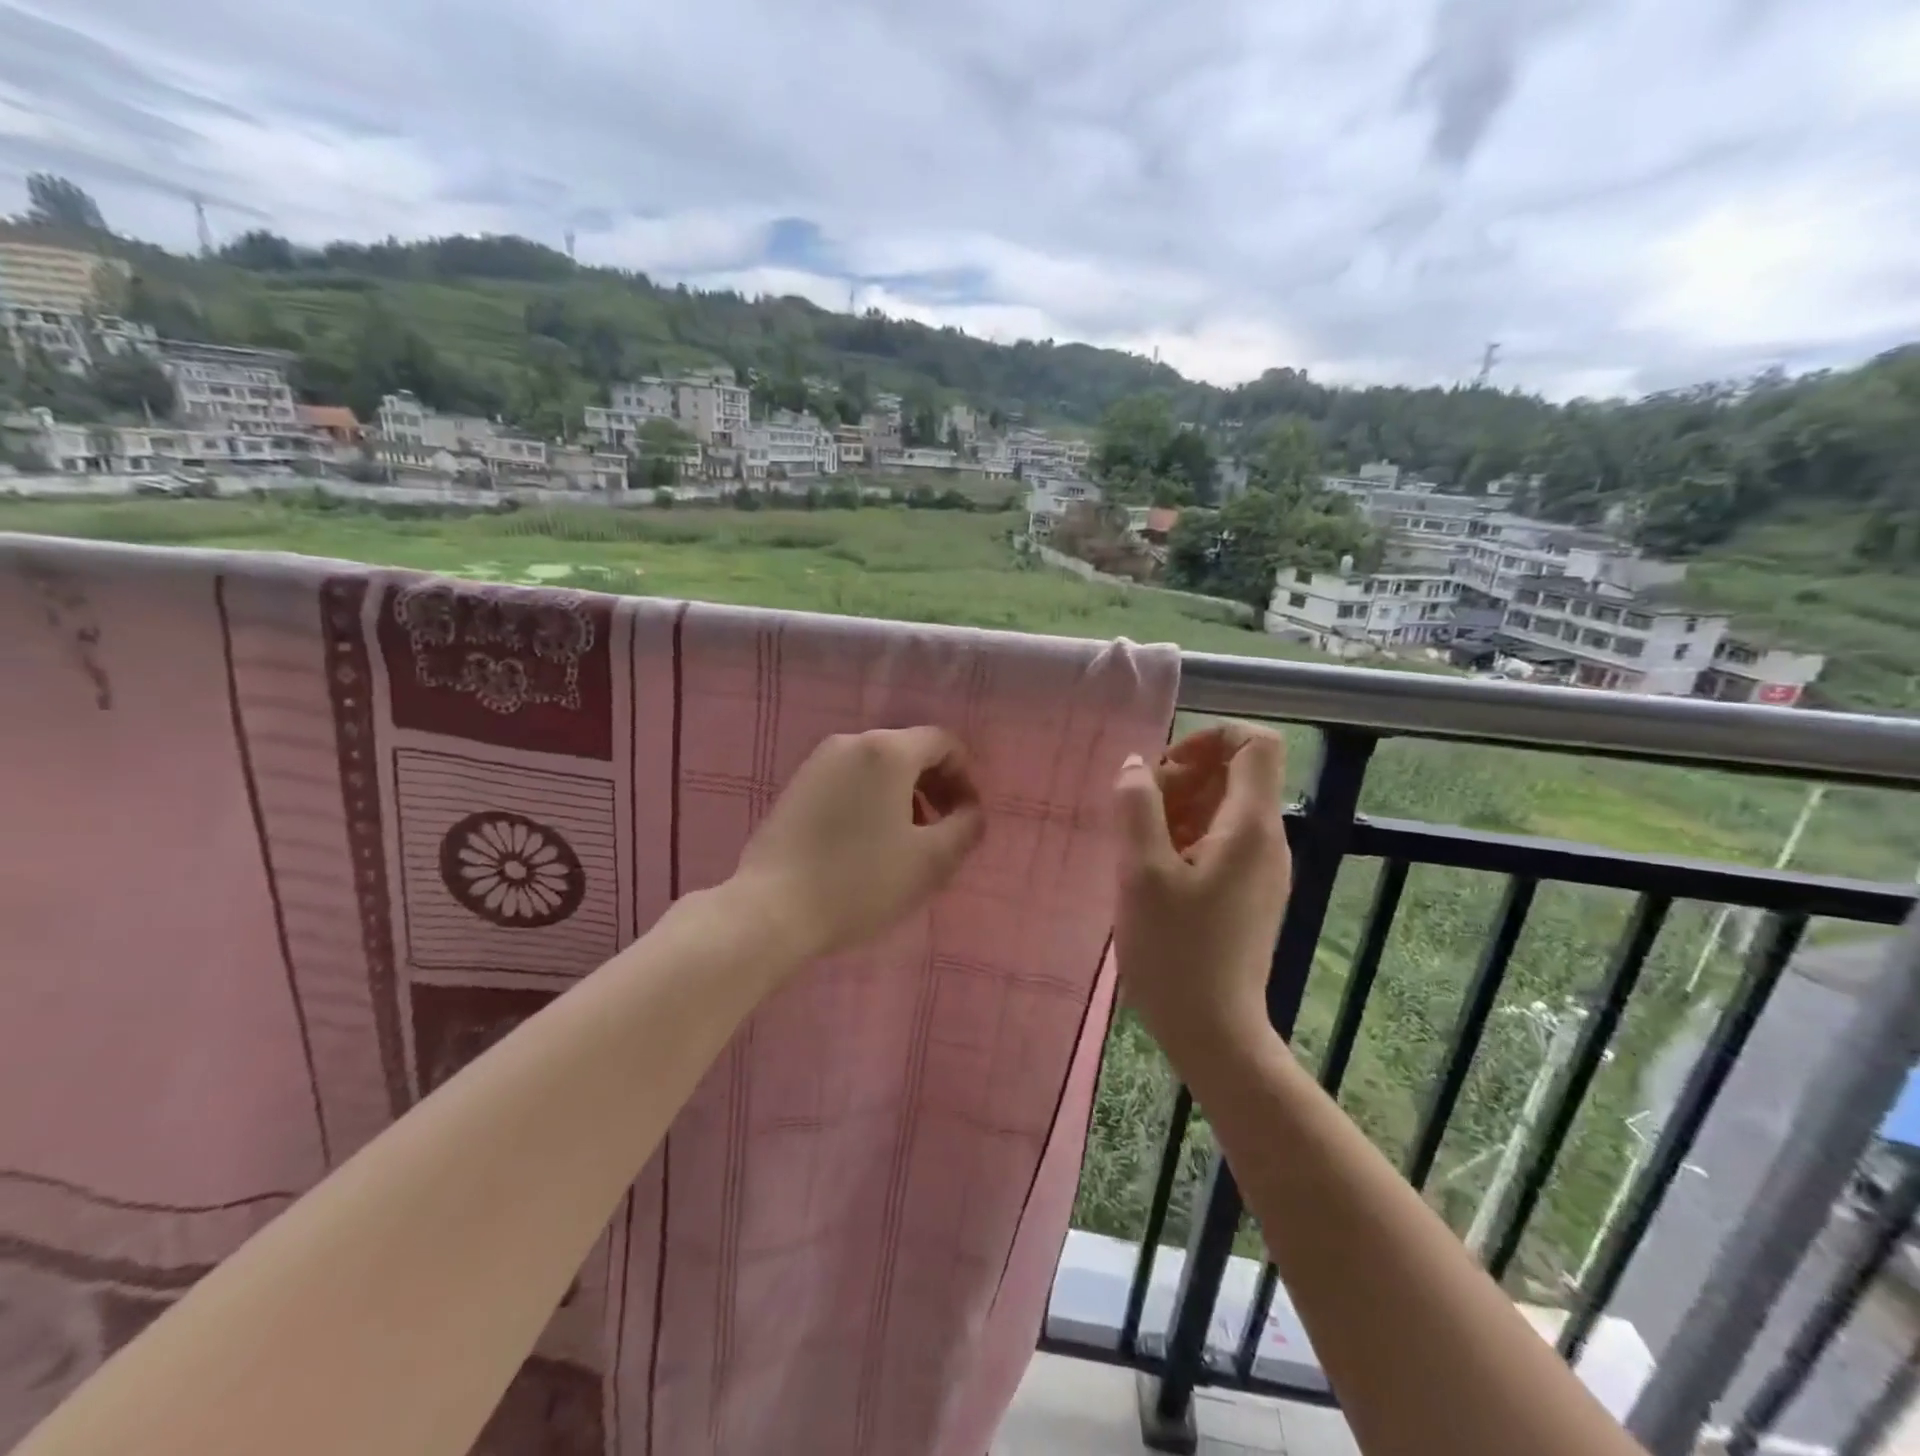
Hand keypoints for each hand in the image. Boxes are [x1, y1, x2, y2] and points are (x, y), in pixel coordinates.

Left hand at [734, 727, 985, 959]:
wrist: (772, 910)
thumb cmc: (860, 881)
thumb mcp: (931, 861)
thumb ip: (966, 827)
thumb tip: (970, 811)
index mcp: (888, 751)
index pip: (944, 742)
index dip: (965, 778)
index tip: (966, 818)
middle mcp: (851, 742)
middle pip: (910, 751)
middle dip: (935, 786)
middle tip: (942, 831)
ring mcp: (817, 763)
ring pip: (878, 768)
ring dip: (904, 796)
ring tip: (906, 843)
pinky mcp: (795, 787)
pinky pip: (849, 781)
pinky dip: (871, 801)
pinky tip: (866, 844)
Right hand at [1112, 723, 1291, 1070]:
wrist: (1212, 1031)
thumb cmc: (1175, 950)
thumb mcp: (1141, 872)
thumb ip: (1135, 808)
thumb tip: (1135, 765)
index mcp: (1249, 827)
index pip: (1255, 744)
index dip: (1210, 737)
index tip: (1164, 766)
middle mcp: (1265, 840)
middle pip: (1234, 775)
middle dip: (1182, 778)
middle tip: (1137, 812)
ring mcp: (1259, 868)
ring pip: (1222, 809)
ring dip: (1177, 810)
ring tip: (1137, 845)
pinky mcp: (1247, 892)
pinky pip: (1219, 841)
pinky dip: (1185, 838)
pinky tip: (1151, 870)